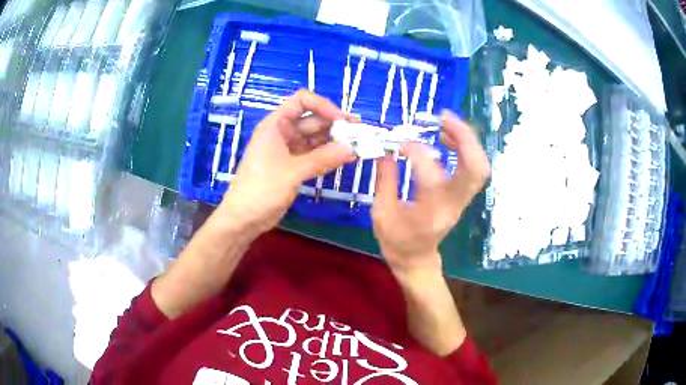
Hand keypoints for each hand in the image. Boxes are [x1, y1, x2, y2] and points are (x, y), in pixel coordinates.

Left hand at [218, 90, 354, 233]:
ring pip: (314, 138)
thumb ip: (324, 158)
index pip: (302, 101)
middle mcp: (282, 132)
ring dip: (333, 141)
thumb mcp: (293, 172)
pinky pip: (313, 154)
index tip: (342, 121)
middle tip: (359, 135)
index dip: (323, 106)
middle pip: (312, 119)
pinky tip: (344, 158)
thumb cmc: (261, 189)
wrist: (244, 218)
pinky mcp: (291, 165)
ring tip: (356, 147)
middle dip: (334, 125)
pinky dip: (327, 155)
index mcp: (275, 124)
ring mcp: (287, 149)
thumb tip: (352, 150)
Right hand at [372, 111, 489, 277]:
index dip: (416, 151)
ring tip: (444, 122)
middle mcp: (453, 205)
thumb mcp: (381, 213)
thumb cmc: (397, 242)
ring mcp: (462, 200)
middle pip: (476, 169)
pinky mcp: (463, 195)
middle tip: (443, 117)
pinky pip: (473, 168)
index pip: (432, 176)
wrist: (417, 260)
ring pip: (479, 166)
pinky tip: (446, 137)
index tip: (398, 143)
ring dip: (466, 140)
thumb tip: (385, 147)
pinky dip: (464, 148)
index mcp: (429, 214)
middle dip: (464, 137)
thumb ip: (384, 178)